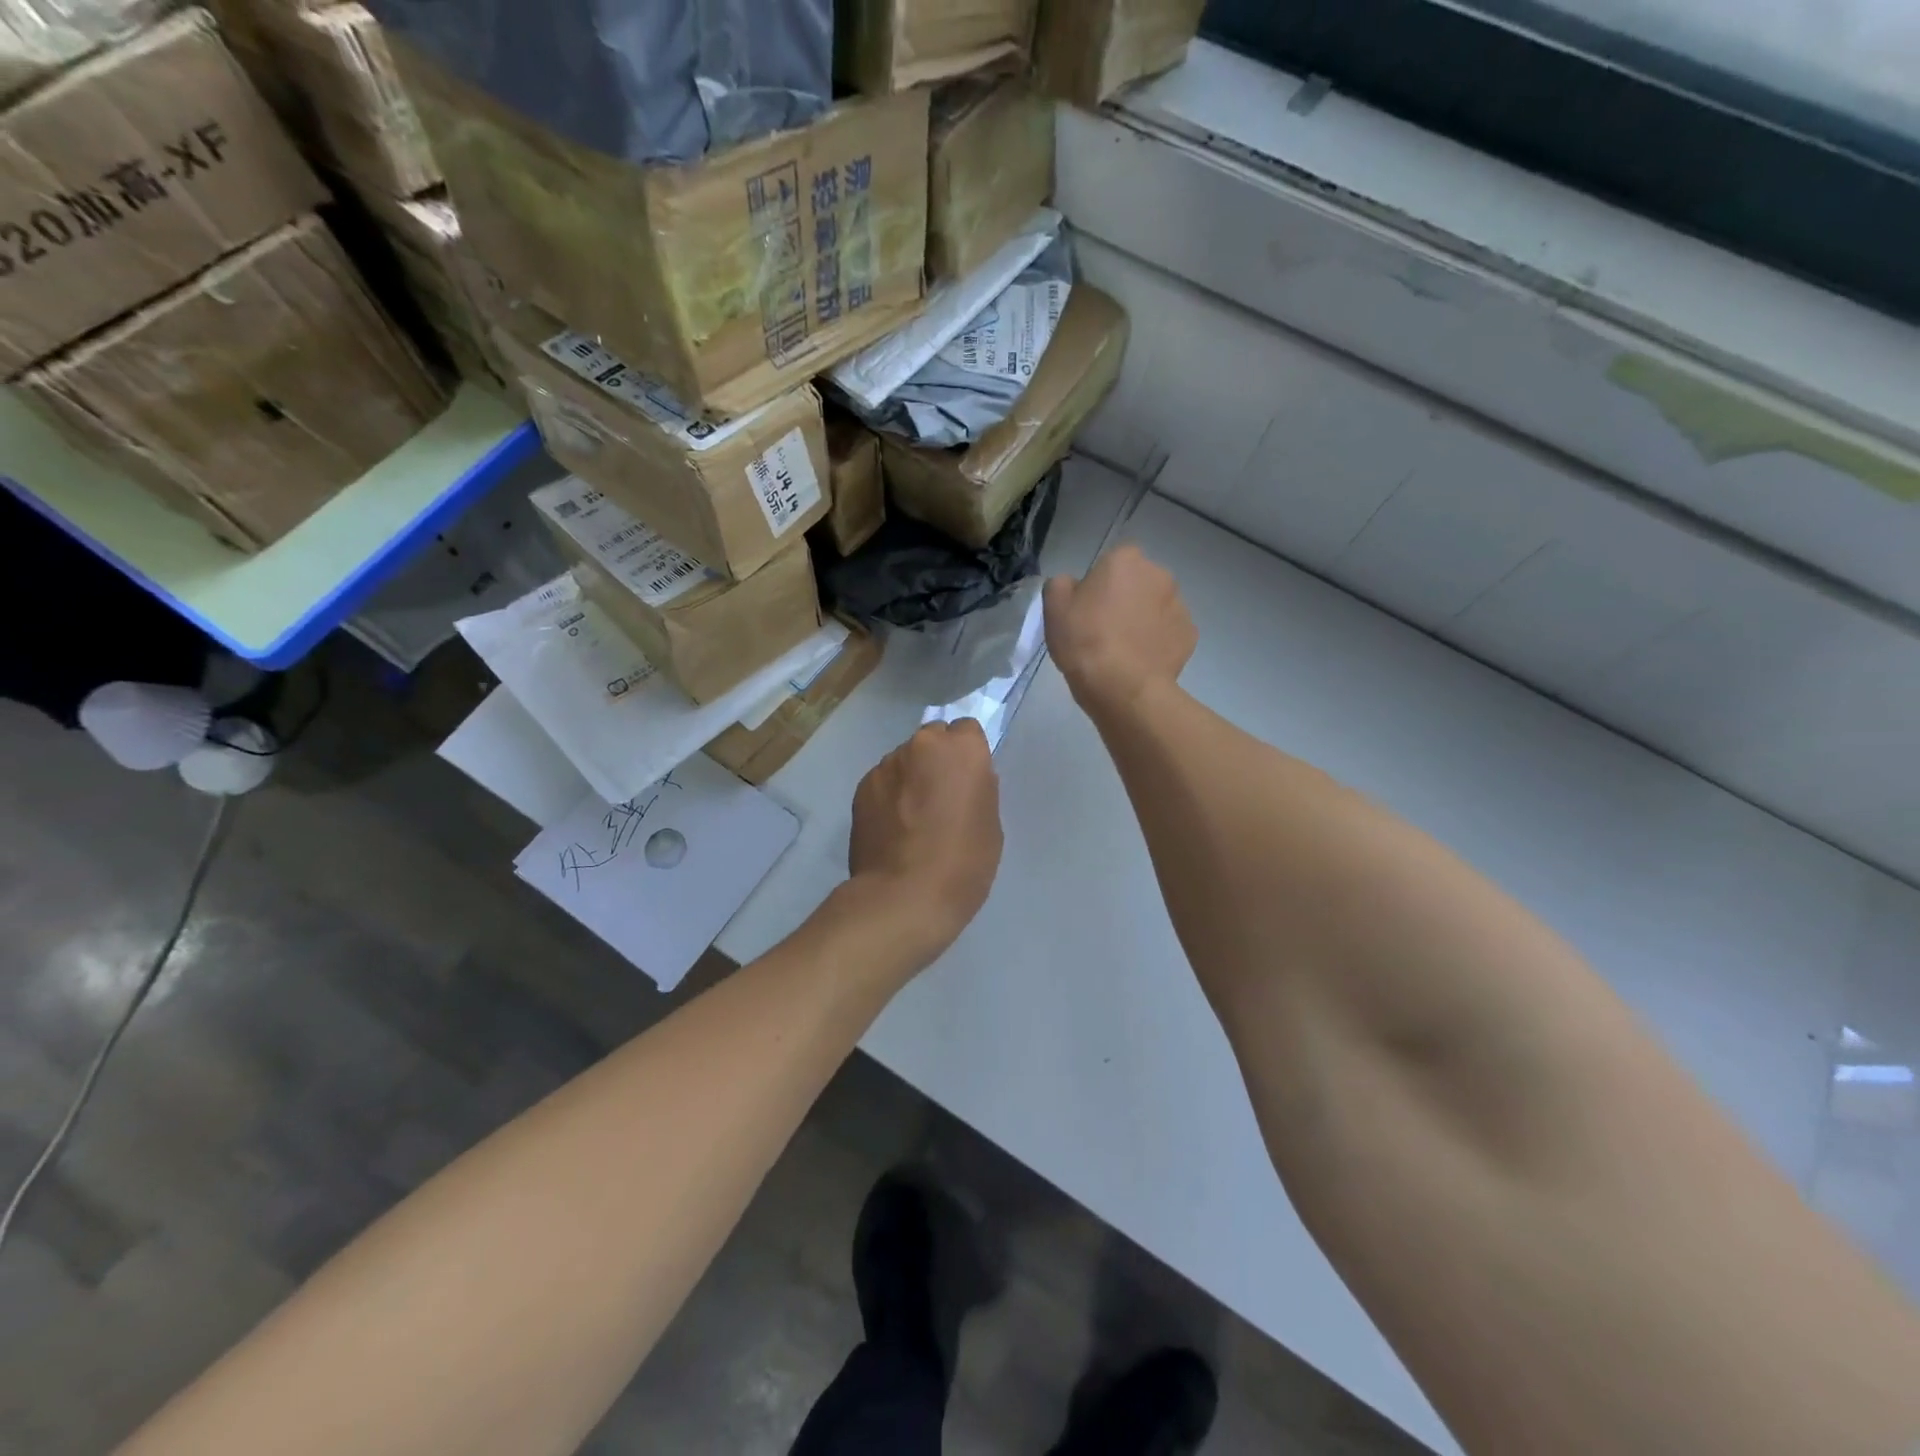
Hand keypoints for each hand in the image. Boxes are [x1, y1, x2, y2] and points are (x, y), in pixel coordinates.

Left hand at [847, 719, 1003, 965]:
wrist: (903, 897)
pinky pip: (883, 782)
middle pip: (932, 740)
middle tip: (941, 798)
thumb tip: (964, 781)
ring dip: (910, 778)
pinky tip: (892, 828)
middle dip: (937, 760)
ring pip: (905, 761)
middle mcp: (921, 745)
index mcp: (961, 749)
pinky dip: (889, 796)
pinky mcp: (861, 788)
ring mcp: (886, 765)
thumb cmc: (962, 862)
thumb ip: (978, 789)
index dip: (969, 755)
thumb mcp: (990, 824)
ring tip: (913, 818)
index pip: (967, 731)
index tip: (968, 782)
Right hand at [1044, 544, 1196, 717]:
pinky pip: (1169, 632)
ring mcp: (1180, 604)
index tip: (1088, 608)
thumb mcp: (1054, 607)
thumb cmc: (1085, 641)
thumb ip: (1061, 584)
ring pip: (1157, 606)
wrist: (1123, 687)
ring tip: (1124, 649)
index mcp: (1126, 560)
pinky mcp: (1190, 634)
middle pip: (1139, 581)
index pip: (1113, 561)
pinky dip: (1158, 641)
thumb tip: (1073, 585)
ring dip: (1144, 619)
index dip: (1099, 583)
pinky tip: (1141, 661)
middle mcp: (1159, 574)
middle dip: (1126, 597)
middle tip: (1105, 628)